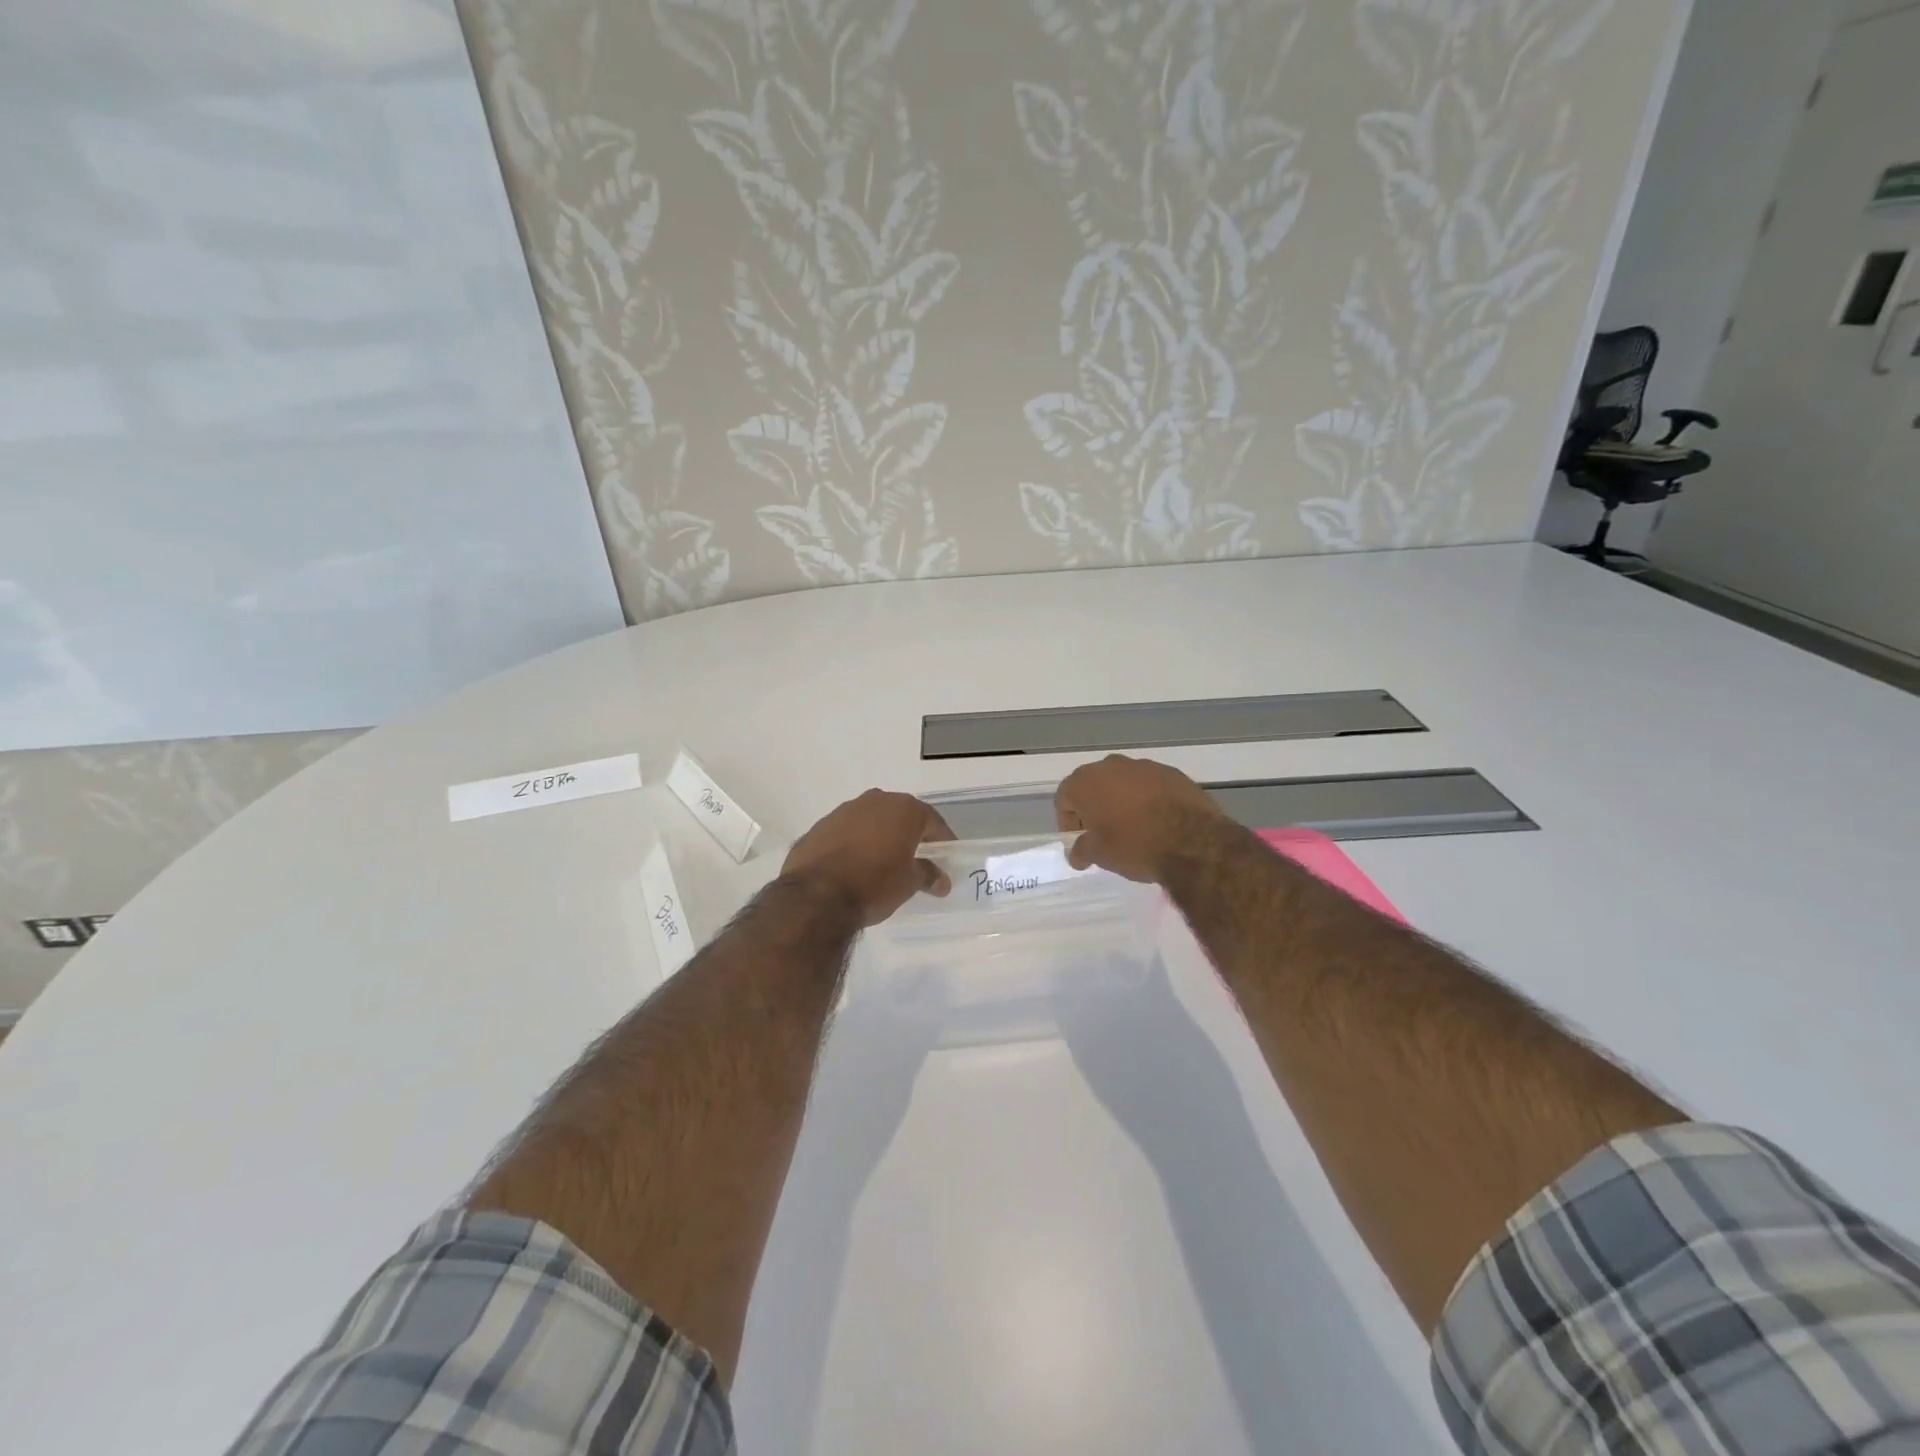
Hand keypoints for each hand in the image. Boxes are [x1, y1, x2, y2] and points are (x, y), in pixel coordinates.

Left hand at [783, 790, 954, 925]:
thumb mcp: (909, 883)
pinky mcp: (819, 826)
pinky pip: (846, 832)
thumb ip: (928, 875)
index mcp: (903, 809)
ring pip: (870, 820)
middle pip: (900, 815)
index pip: (932, 821)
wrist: (816, 896)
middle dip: (909, 834)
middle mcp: (875, 800)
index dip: (942, 840)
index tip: (946, 857)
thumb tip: (941, 880)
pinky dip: (854, 844)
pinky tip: (853, 866)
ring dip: (879, 836)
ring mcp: (843, 810)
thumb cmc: (874, 884)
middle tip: (916, 858)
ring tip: (882, 863)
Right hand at [1055, 755, 1228, 882]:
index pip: (1064, 797)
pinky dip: (1147, 799)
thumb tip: (1077, 854)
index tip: (1079, 841)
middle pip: (1093, 785)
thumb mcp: (1100, 855)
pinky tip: (1157, 821)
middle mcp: (1111, 765)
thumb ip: (1082, 850)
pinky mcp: (1172, 772)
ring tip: (1132, 827)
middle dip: (1093, 807)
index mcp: (1086, 782)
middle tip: (1101, 833)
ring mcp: (1144, 766)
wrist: (1193, 842)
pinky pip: (1150, 785)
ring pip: (1123, 782)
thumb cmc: (1135, 846)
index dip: (1067, 821)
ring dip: (1121, 801)